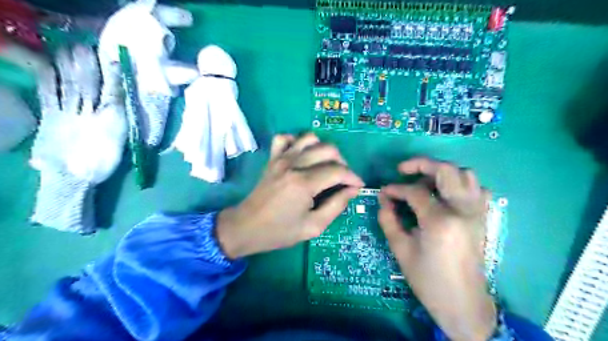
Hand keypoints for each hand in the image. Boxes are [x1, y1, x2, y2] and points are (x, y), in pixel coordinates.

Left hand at [216, 133, 362, 258]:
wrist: (246, 227)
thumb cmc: (280, 231)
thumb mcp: (313, 226)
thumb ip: (336, 206)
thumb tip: (352, 190)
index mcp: (304, 183)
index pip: (338, 171)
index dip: (353, 177)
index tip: (358, 186)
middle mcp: (293, 164)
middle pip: (328, 149)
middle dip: (342, 163)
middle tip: (342, 179)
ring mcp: (280, 158)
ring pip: (310, 138)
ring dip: (323, 149)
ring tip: (325, 165)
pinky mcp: (272, 158)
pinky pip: (285, 138)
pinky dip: (297, 142)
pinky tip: (301, 155)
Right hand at [379, 159, 492, 340]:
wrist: (462, 303)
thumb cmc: (427, 279)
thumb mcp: (400, 249)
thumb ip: (388, 219)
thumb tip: (383, 199)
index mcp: (440, 221)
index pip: (415, 192)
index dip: (396, 189)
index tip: (384, 192)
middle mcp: (463, 210)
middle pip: (445, 170)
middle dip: (421, 164)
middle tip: (403, 170)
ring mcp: (477, 213)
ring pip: (466, 174)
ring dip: (443, 172)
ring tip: (425, 182)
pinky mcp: (482, 218)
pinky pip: (478, 190)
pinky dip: (462, 185)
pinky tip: (447, 194)